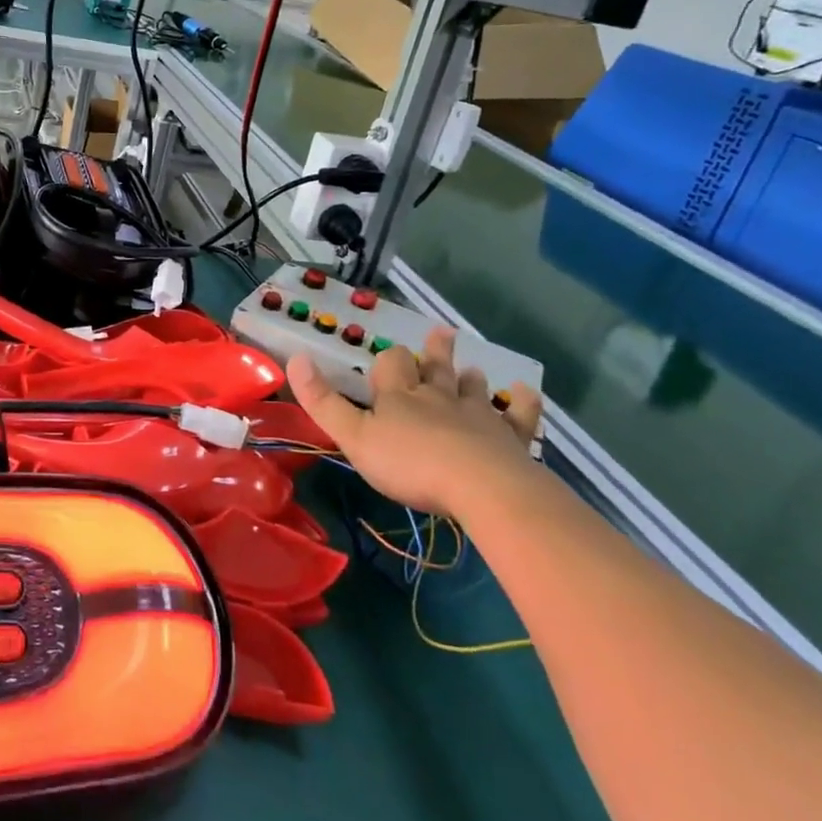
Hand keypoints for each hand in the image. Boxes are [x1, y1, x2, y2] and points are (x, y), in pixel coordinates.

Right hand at [288, 327, 542, 519]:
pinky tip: (526, 392)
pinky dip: (522, 403)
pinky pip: (518, 415)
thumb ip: (323, 401)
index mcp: (399, 397)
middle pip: (434, 368)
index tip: (388, 359)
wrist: (480, 487)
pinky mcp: (509, 438)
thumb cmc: (410, 464)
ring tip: (471, 370)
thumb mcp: (354, 437)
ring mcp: (477, 415)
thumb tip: (295, 358)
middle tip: (441, 333)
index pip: (391, 365)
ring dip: (468, 379)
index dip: (388, 360)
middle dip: (435, 352)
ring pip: (471, 389)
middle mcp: (438, 397)